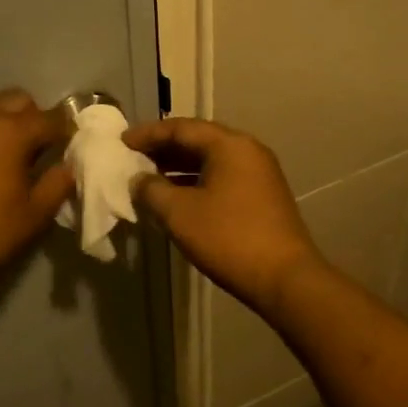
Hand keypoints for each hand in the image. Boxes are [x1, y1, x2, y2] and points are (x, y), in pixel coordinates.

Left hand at [0, 89, 73, 296]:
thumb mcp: (29, 217)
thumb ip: (56, 186)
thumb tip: (69, 167)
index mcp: (10, 131)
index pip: (52, 118)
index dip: (67, 131)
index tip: (73, 148)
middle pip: (18, 100)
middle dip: (35, 118)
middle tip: (39, 152)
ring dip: (5, 124)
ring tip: (7, 160)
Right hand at [124, 117, 326, 316]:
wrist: (285, 279)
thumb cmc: (229, 238)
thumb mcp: (179, 213)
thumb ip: (151, 190)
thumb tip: (138, 179)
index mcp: (229, 145)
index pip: (181, 128)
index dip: (148, 133)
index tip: (122, 141)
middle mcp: (248, 150)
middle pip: (198, 140)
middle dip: (163, 148)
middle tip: (133, 157)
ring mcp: (260, 173)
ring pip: (211, 160)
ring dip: (178, 166)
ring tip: (149, 177)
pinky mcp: (264, 196)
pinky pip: (222, 176)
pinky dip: (196, 181)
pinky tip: (177, 197)